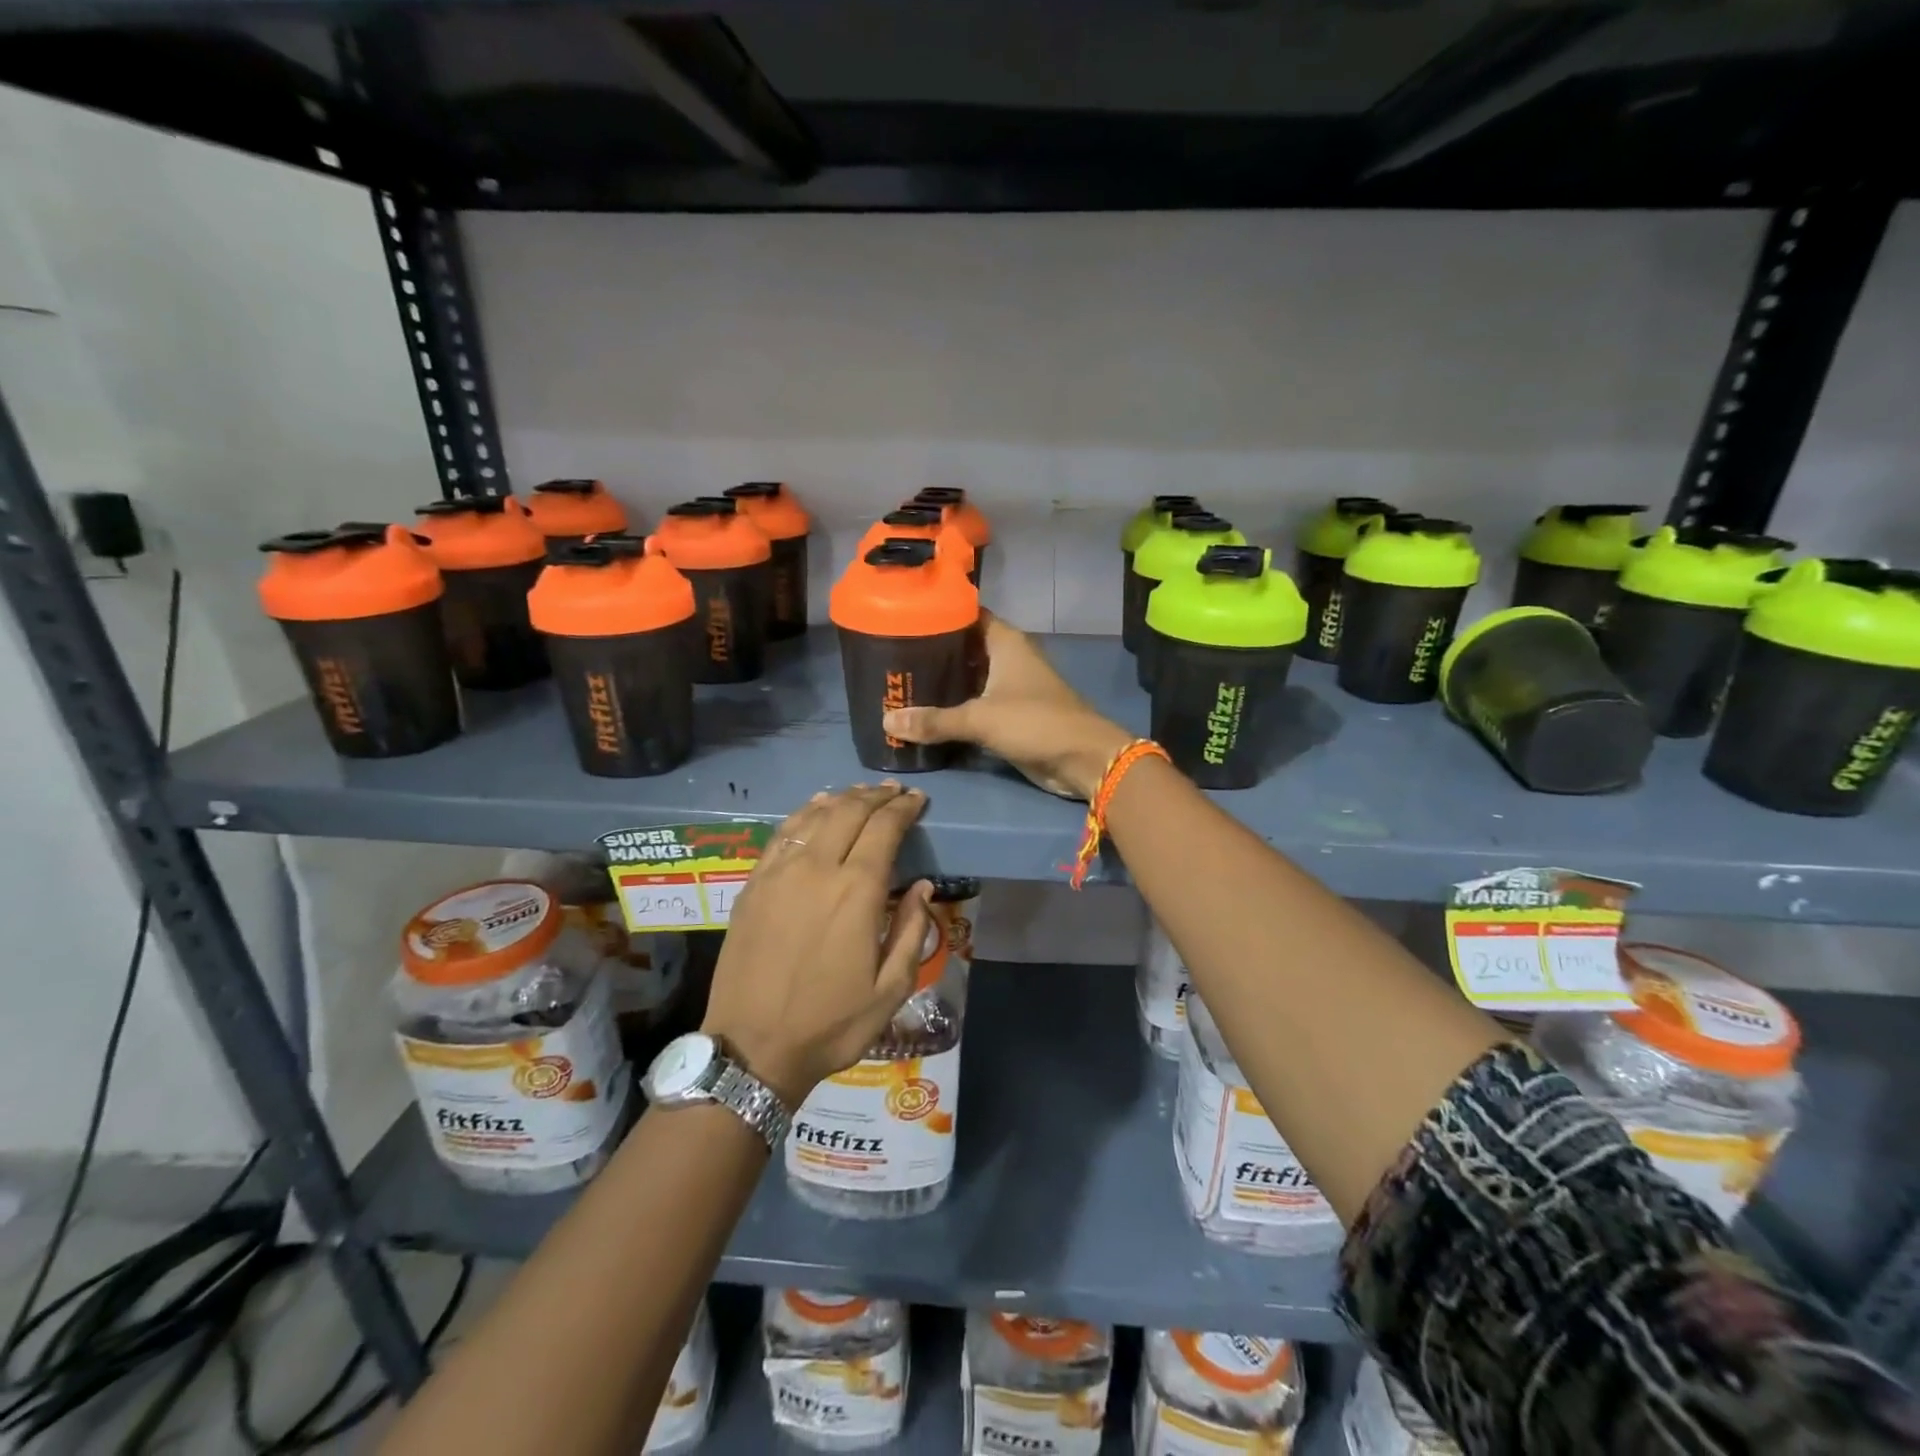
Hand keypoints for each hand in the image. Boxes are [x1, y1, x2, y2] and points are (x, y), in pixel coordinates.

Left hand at [702, 785, 932, 1106]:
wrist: (752, 1048)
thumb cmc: (831, 1024)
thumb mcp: (891, 989)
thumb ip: (913, 930)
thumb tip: (922, 886)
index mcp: (857, 892)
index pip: (885, 828)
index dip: (904, 808)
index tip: (918, 799)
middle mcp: (818, 869)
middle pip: (850, 811)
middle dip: (877, 796)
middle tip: (894, 792)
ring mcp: (780, 873)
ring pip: (815, 816)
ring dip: (842, 798)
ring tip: (861, 794)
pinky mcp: (753, 883)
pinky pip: (782, 833)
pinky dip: (804, 813)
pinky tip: (815, 807)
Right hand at [883, 613, 1132, 798]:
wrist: (1083, 759)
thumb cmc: (1035, 722)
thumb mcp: (980, 718)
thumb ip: (934, 720)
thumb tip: (886, 720)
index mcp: (1005, 641)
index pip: (966, 615)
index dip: (936, 614)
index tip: (901, 619)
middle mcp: (1008, 657)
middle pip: (963, 647)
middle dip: (932, 653)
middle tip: (891, 657)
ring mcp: (1011, 686)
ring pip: (969, 677)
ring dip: (942, 683)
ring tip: (901, 683)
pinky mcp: (1011, 714)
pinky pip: (976, 704)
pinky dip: (955, 707)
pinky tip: (926, 713)